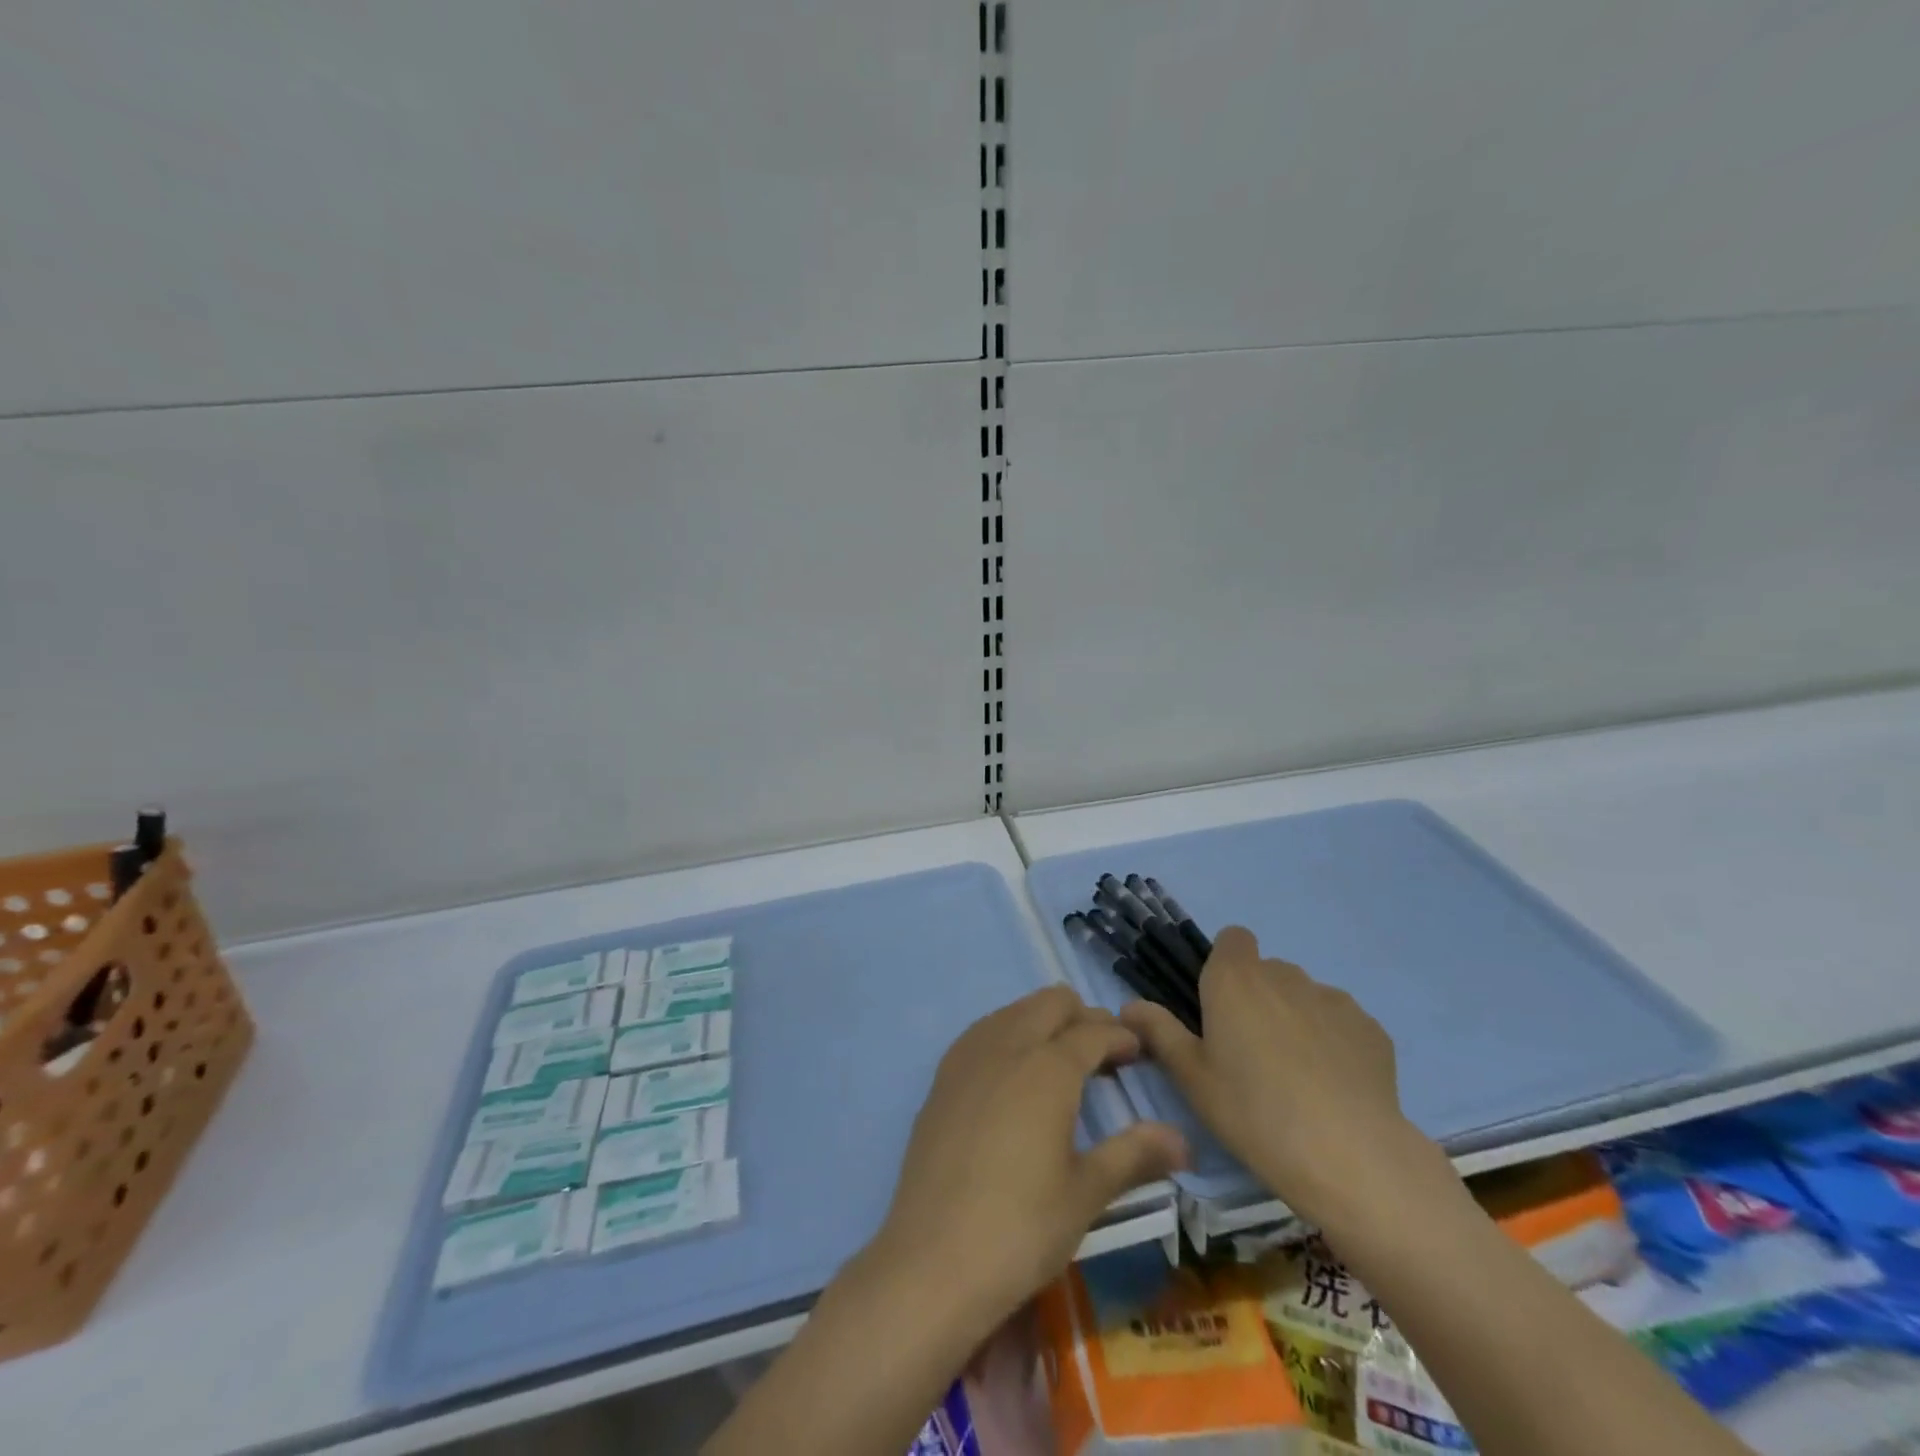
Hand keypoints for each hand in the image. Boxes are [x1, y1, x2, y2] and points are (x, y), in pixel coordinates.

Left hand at [868, 985, 1186, 1330]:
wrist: (932, 1259)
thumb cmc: (1020, 1228)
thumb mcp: (1086, 1194)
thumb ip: (1134, 1155)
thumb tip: (1182, 1140)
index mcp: (1047, 1067)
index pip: (1093, 1031)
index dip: (1121, 1037)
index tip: (1138, 1055)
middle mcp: (1006, 1045)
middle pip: (1051, 1003)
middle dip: (1083, 1017)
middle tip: (1104, 1056)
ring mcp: (967, 1057)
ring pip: (1014, 1010)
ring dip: (1044, 1022)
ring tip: (1062, 1064)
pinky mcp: (941, 1077)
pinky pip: (983, 1032)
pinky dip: (1009, 1035)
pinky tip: (1015, 1077)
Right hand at [1120, 926, 1450, 1235]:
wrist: (1349, 1156)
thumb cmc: (1253, 1111)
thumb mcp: (1192, 1078)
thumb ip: (1159, 1032)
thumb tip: (1129, 1006)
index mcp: (1234, 979)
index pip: (1233, 938)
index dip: (1226, 964)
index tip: (1220, 1007)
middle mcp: (1284, 975)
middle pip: (1267, 971)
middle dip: (1258, 998)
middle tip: (1251, 1053)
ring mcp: (1333, 999)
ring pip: (1305, 996)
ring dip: (1296, 1018)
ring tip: (1297, 1077)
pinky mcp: (1371, 1029)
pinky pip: (1342, 1023)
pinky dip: (1334, 1042)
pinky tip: (1334, 1088)